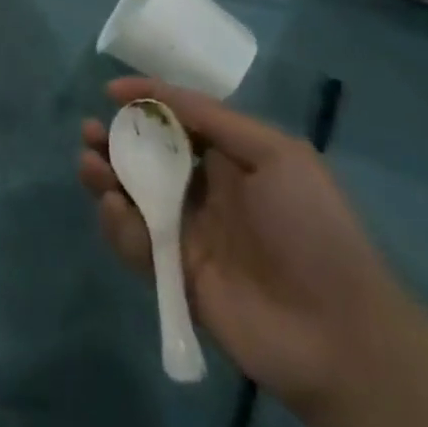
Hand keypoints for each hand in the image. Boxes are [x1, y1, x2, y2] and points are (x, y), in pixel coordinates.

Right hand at [78, 77, 413, 412]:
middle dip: (117, 140)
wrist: (337, 334)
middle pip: (150, 157)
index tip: (111, 92)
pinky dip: (117, 222)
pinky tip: (112, 206)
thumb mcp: (278, 155)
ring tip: (89, 163)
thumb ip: (216, 120)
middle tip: (91, 132)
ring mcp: (189, 234)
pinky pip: (136, 241)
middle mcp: (207, 191)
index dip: (148, 102)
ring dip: (106, 176)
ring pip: (134, 197)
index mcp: (234, 160)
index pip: (181, 120)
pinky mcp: (175, 274)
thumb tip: (160, 94)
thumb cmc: (312, 228)